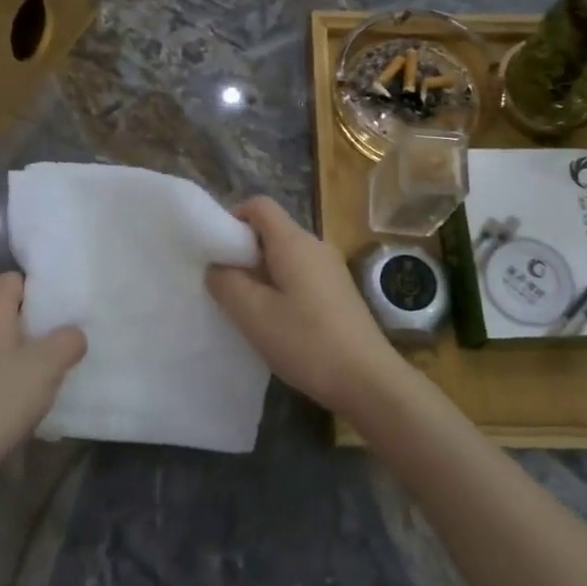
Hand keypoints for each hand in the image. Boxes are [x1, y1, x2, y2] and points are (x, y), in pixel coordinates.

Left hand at [0, 273, 86, 482]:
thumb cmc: (1, 400)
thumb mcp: (50, 367)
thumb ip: (69, 340)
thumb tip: (71, 334)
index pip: (13, 279)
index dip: (36, 294)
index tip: (52, 321)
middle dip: (21, 325)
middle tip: (45, 352)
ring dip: (0, 350)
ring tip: (21, 380)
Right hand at [206, 197, 412, 417]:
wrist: (369, 380)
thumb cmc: (306, 342)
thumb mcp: (253, 314)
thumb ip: (226, 283)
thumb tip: (217, 267)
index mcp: (294, 242)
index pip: (259, 205)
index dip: (233, 219)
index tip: (217, 252)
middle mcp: (316, 246)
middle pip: (272, 231)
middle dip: (244, 252)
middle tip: (226, 287)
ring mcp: (332, 269)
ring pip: (286, 256)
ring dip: (262, 274)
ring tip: (249, 309)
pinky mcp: (340, 292)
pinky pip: (302, 276)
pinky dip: (282, 288)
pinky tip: (278, 323)